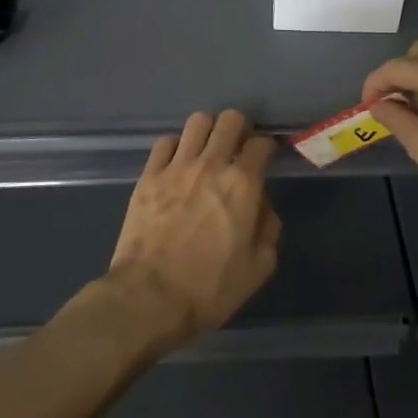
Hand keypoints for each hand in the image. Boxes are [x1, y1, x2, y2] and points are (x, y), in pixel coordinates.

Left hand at [105, 110, 281, 351]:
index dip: (267, 148)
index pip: (262, 143)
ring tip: (206, 151)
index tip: (265, 158)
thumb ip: (268, 228)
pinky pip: (165, 142)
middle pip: (230, 120)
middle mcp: (212, 164)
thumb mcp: (258, 268)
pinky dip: (175, 148)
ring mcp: (176, 166)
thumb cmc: (209, 288)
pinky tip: (176, 165)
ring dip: (207, 132)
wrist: (149, 297)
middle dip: (239, 129)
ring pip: (197, 122)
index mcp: (243, 185)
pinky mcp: (149, 175)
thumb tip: (261, 206)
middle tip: (237, 148)